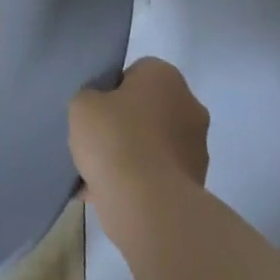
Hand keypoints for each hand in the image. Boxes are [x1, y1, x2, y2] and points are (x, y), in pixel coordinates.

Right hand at [69, 58, 209, 217]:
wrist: (148, 206)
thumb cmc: (114, 139)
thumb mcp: (82, 104)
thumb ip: (90, 98)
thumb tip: (103, 110)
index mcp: (165, 76)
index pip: (134, 73)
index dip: (111, 90)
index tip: (95, 111)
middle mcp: (189, 105)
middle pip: (147, 108)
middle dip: (124, 123)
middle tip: (96, 140)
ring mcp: (197, 148)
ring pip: (153, 143)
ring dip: (131, 154)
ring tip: (97, 173)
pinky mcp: (196, 184)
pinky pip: (158, 174)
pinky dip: (139, 182)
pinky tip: (108, 194)